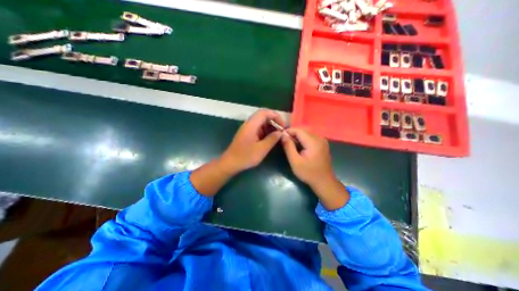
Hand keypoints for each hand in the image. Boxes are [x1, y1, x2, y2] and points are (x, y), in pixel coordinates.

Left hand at [219, 108, 283, 172]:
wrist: (230, 163)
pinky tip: (270, 139)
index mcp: (251, 125)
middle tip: (281, 131)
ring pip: (261, 122)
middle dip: (274, 121)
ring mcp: (247, 129)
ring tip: (277, 135)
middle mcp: (249, 124)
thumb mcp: (262, 149)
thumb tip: (280, 132)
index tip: (283, 126)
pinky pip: (258, 128)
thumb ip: (272, 139)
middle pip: (263, 116)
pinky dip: (265, 131)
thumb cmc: (246, 156)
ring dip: (270, 127)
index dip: (275, 116)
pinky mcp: (247, 134)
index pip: (265, 112)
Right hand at [283, 128, 334, 185]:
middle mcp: (319, 138)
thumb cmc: (308, 173)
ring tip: (290, 143)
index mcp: (313, 142)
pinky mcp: (322, 144)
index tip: (280, 136)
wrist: (324, 181)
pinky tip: (299, 146)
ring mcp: (322, 140)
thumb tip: (282, 135)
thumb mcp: (295, 161)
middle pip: (303, 130)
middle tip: (285, 141)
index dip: (288, 131)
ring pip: (307, 132)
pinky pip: (311, 136)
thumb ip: (288, 147)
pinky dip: (303, 138)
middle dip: (292, 133)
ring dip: (297, 136)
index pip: (298, 130)